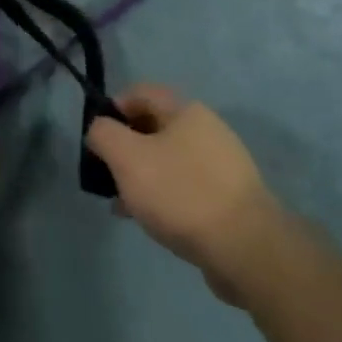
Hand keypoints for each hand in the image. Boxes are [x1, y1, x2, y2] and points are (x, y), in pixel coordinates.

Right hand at [87, 85, 287, 304]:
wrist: (245, 248)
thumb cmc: (179, 192)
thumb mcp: (126, 156)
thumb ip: (103, 134)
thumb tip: (100, 129)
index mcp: (186, 111)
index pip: (141, 93)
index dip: (113, 107)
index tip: (96, 137)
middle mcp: (208, 131)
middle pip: (154, 128)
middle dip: (125, 148)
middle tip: (106, 174)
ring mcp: (223, 166)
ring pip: (168, 161)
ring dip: (142, 176)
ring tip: (122, 204)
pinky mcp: (230, 199)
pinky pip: (186, 188)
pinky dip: (163, 197)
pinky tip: (149, 220)